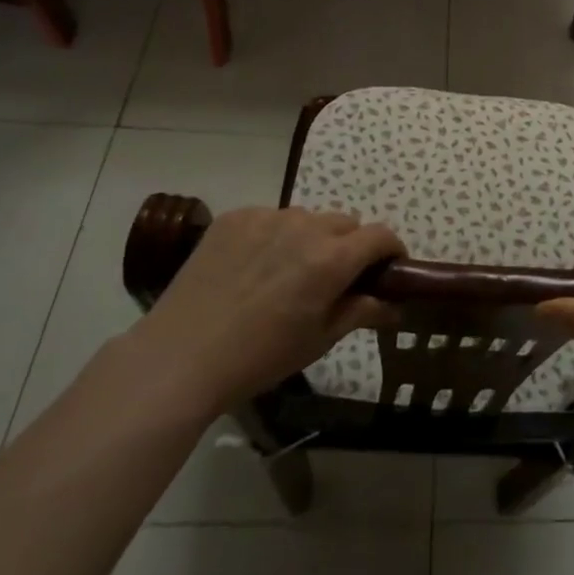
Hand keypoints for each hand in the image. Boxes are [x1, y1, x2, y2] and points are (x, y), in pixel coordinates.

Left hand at [127, 206, 402, 414]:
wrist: (180, 357)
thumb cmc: (258, 358)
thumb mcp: (318, 341)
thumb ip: (360, 312)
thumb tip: (393, 305)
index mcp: (331, 259)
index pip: (380, 235)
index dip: (391, 251)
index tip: (388, 270)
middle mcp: (305, 226)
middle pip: (345, 223)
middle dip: (350, 246)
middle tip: (334, 280)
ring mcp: (267, 216)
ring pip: (307, 218)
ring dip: (311, 238)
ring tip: (287, 274)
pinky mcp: (236, 217)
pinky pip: (271, 218)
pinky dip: (274, 236)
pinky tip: (253, 268)